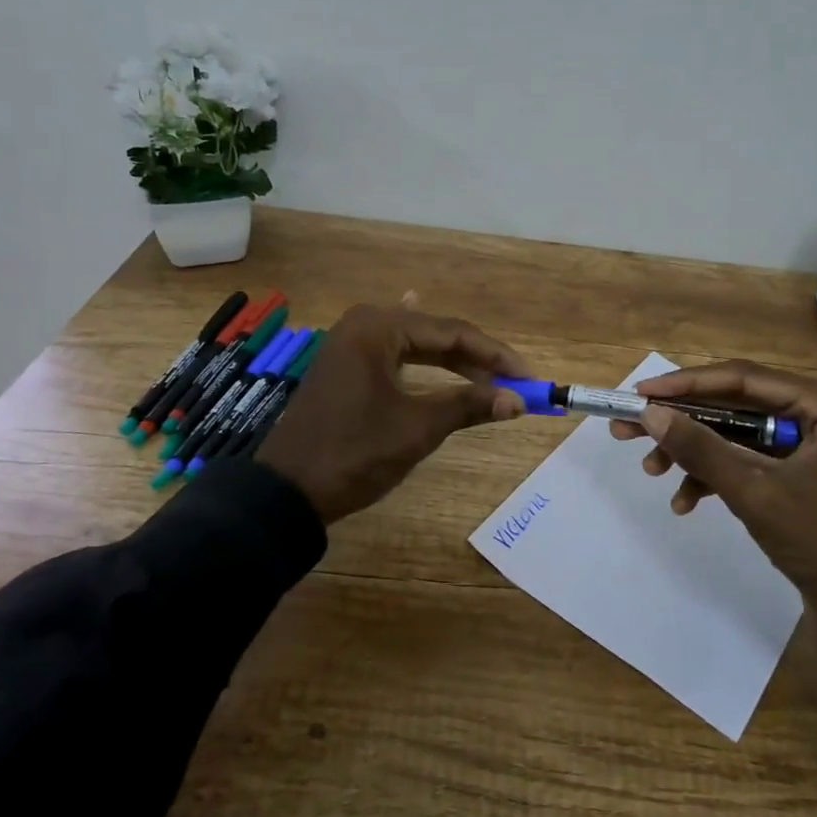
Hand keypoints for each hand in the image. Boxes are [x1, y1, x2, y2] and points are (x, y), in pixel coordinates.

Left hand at [257, 304, 528, 524]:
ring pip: (416, 347)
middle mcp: (363, 325)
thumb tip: (518, 401)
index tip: (529, 376)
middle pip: (435, 335)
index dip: (496, 355)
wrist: (287, 492)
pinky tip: (434, 349)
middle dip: (477, 359)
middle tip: (515, 382)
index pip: (452, 332)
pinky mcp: (345, 368)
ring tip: (490, 377)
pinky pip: (396, 357)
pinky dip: (423, 363)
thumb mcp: (417, 428)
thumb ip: (468, 406)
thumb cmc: (355, 453)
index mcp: (378, 327)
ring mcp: (350, 346)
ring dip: (453, 363)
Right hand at [611, 360, 816, 729]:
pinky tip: (684, 502)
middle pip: (734, 406)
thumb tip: (650, 413)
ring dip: (693, 453)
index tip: (640, 392)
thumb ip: (700, 448)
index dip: (686, 384)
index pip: (741, 379)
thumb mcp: (752, 491)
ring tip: (651, 470)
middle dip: (682, 422)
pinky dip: (715, 477)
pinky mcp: (799, 474)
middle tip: (630, 427)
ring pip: (735, 435)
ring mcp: (809, 445)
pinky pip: (747, 461)